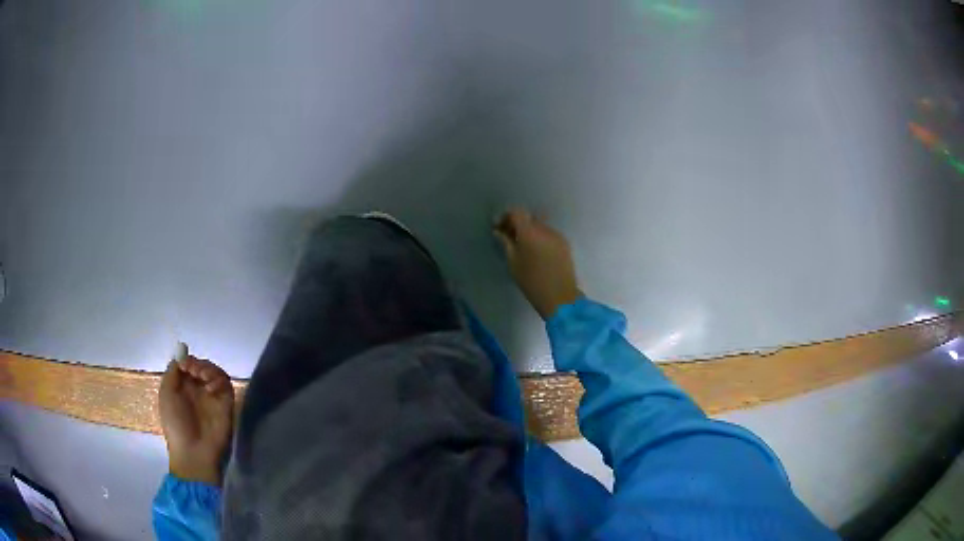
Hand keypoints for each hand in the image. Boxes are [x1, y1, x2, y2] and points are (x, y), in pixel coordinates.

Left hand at [158, 344, 233, 485]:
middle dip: (199, 364)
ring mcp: (213, 397)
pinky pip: (226, 385)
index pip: (188, 365)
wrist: (192, 451)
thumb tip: (182, 352)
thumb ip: (173, 372)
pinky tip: (211, 388)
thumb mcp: (166, 394)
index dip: (187, 361)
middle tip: (194, 371)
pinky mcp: (226, 405)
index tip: (185, 365)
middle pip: (203, 366)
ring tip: (203, 377)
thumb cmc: (175, 424)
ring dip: (209, 369)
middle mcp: (199, 390)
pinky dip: (219, 381)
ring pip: (216, 373)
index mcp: (183, 388)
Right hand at [494, 209, 581, 319]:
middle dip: (517, 223)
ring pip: (539, 225)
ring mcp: (557, 235)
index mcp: (529, 232)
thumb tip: (498, 231)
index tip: (499, 227)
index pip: (516, 212)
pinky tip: (536, 251)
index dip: (506, 216)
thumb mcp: (513, 262)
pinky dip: (540, 237)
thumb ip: (506, 243)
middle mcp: (544, 229)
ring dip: (529, 231)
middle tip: (508, 236)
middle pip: (528, 218)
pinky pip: (548, 234)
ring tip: (522, 245)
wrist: (559, 296)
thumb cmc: (531, 281)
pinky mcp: (564, 243)